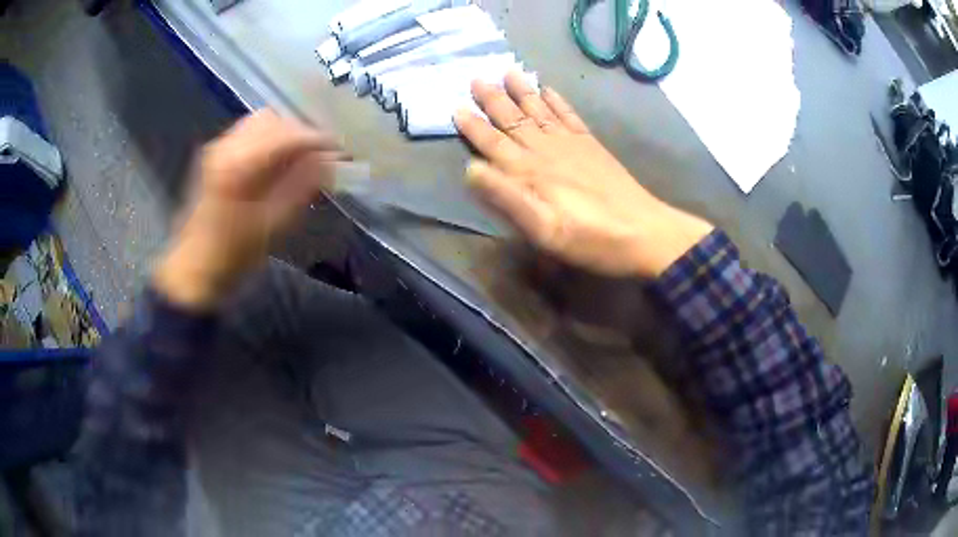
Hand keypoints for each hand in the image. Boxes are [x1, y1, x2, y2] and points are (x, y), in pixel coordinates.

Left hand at [153, 110, 344, 309]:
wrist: (193, 268)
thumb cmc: (233, 255)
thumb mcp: (272, 225)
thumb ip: (302, 187)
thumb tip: (330, 162)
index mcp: (240, 164)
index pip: (287, 135)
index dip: (317, 140)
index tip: (339, 151)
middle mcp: (227, 146)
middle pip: (274, 120)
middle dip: (301, 133)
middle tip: (320, 156)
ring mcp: (218, 148)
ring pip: (261, 122)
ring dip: (285, 134)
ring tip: (300, 157)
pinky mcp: (215, 155)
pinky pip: (249, 133)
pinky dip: (269, 139)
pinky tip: (277, 160)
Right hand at [454, 72, 712, 277]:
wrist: (644, 233)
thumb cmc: (591, 239)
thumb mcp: (543, 231)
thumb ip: (507, 199)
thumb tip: (471, 169)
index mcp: (531, 172)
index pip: (494, 144)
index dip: (474, 127)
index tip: (457, 108)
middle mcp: (547, 151)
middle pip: (514, 120)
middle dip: (493, 100)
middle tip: (476, 78)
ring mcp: (572, 144)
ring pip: (539, 111)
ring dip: (521, 92)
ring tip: (508, 72)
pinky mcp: (592, 146)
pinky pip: (569, 116)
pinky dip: (557, 101)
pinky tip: (548, 90)